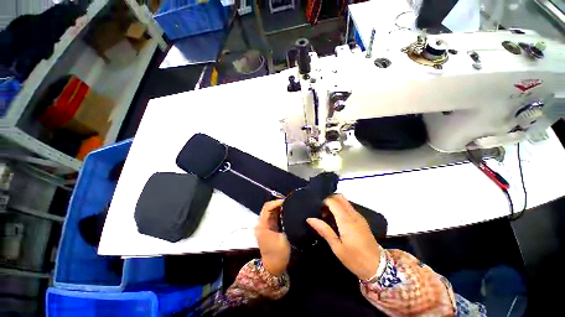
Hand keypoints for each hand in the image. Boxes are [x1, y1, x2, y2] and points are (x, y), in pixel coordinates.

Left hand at [255, 200, 290, 275]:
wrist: (273, 268)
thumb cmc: (279, 255)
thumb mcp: (285, 239)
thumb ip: (287, 224)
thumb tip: (291, 213)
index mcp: (263, 226)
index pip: (267, 208)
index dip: (276, 202)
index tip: (286, 201)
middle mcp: (261, 224)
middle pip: (267, 208)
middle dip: (277, 203)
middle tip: (289, 202)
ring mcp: (264, 225)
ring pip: (270, 211)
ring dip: (278, 207)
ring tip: (289, 204)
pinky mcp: (268, 227)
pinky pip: (272, 216)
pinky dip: (278, 211)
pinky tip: (286, 211)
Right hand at [307, 194, 380, 280]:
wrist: (378, 267)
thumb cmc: (355, 259)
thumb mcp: (337, 247)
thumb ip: (324, 230)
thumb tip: (310, 219)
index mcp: (346, 220)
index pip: (333, 201)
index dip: (323, 202)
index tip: (318, 210)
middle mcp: (353, 214)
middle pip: (340, 197)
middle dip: (329, 199)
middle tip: (322, 211)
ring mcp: (359, 216)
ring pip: (345, 201)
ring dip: (335, 203)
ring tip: (328, 216)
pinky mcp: (362, 220)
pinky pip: (349, 207)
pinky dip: (341, 207)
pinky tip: (337, 220)